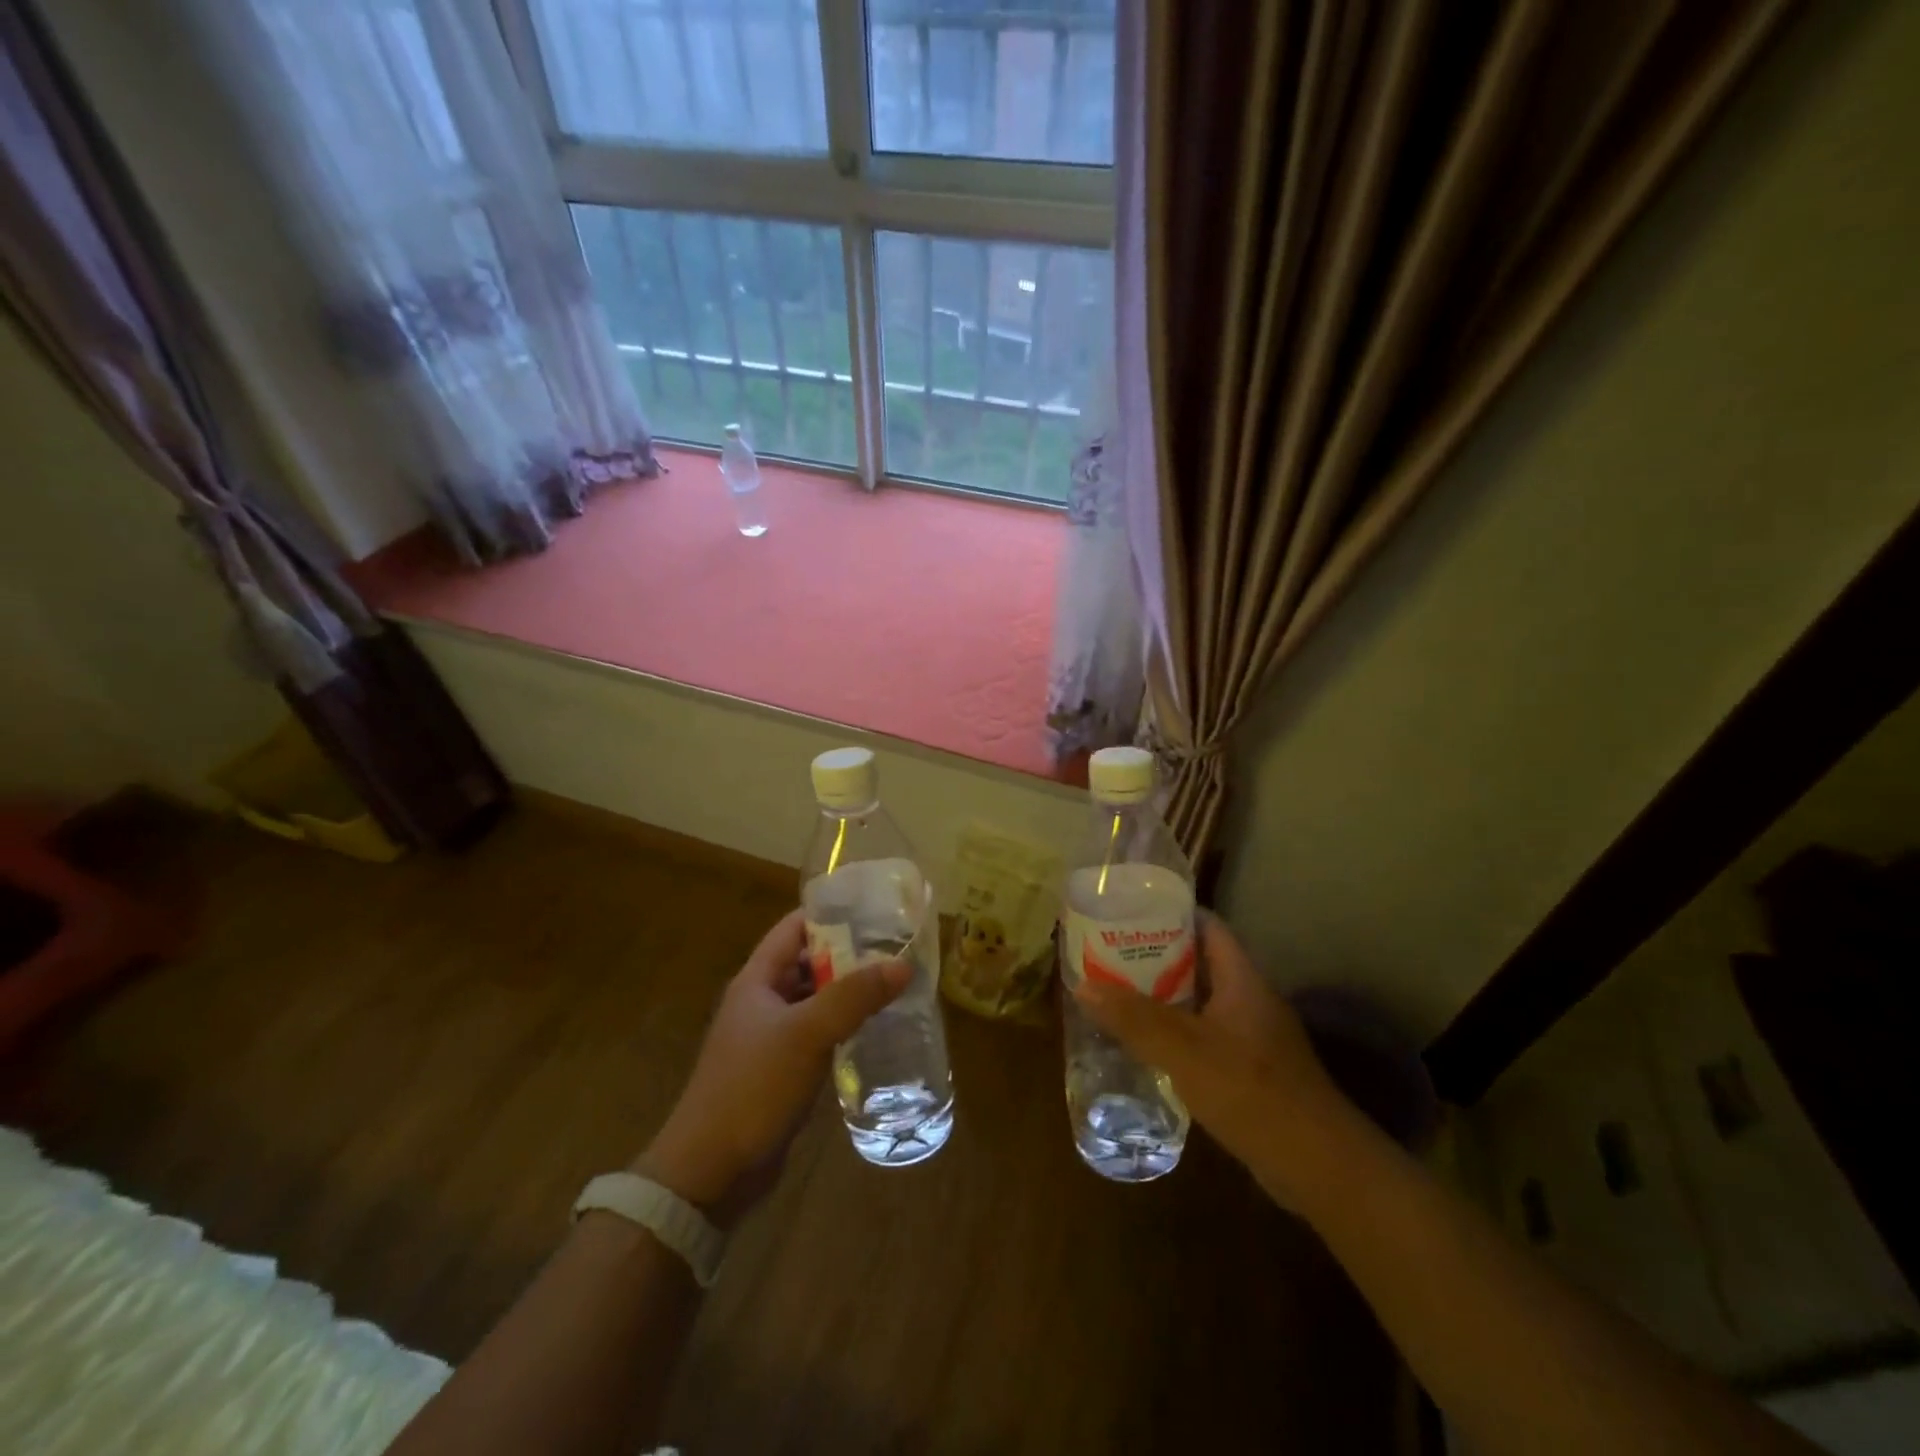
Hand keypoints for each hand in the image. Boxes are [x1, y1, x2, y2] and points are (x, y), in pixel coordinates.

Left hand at [638, 909, 907, 1224]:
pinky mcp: (782, 1070)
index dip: (830, 913)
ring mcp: (771, 1038)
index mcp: (757, 980)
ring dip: (848, 992)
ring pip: (816, 1000)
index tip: (874, 908)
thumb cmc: (753, 1087)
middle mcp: (762, 1001)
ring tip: (895, 984)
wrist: (711, 1171)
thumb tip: (902, 963)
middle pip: (808, 962)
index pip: (794, 927)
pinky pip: (817, 1034)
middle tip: (896, 948)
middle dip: (848, 953)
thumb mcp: (807, 1033)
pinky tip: (875, 1029)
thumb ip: (854, 996)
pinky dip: (843, 1026)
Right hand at [1071, 911, 1355, 1208]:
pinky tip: (1145, 1044)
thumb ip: (1134, 1018)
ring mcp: (1253, 1036)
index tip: (1128, 911)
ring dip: (1163, 997)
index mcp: (1242, 979)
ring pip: (1201, 1001)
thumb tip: (1083, 986)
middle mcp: (1250, 999)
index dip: (1170, 912)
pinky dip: (1176, 1032)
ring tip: (1116, 993)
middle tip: (1109, 953)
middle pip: (1199, 962)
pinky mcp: (1250, 1070)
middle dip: (1155, 956)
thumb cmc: (1252, 1092)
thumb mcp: (1185, 1050)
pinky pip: (1205, 1036)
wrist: (1319, 1167)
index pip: (1208, 925)